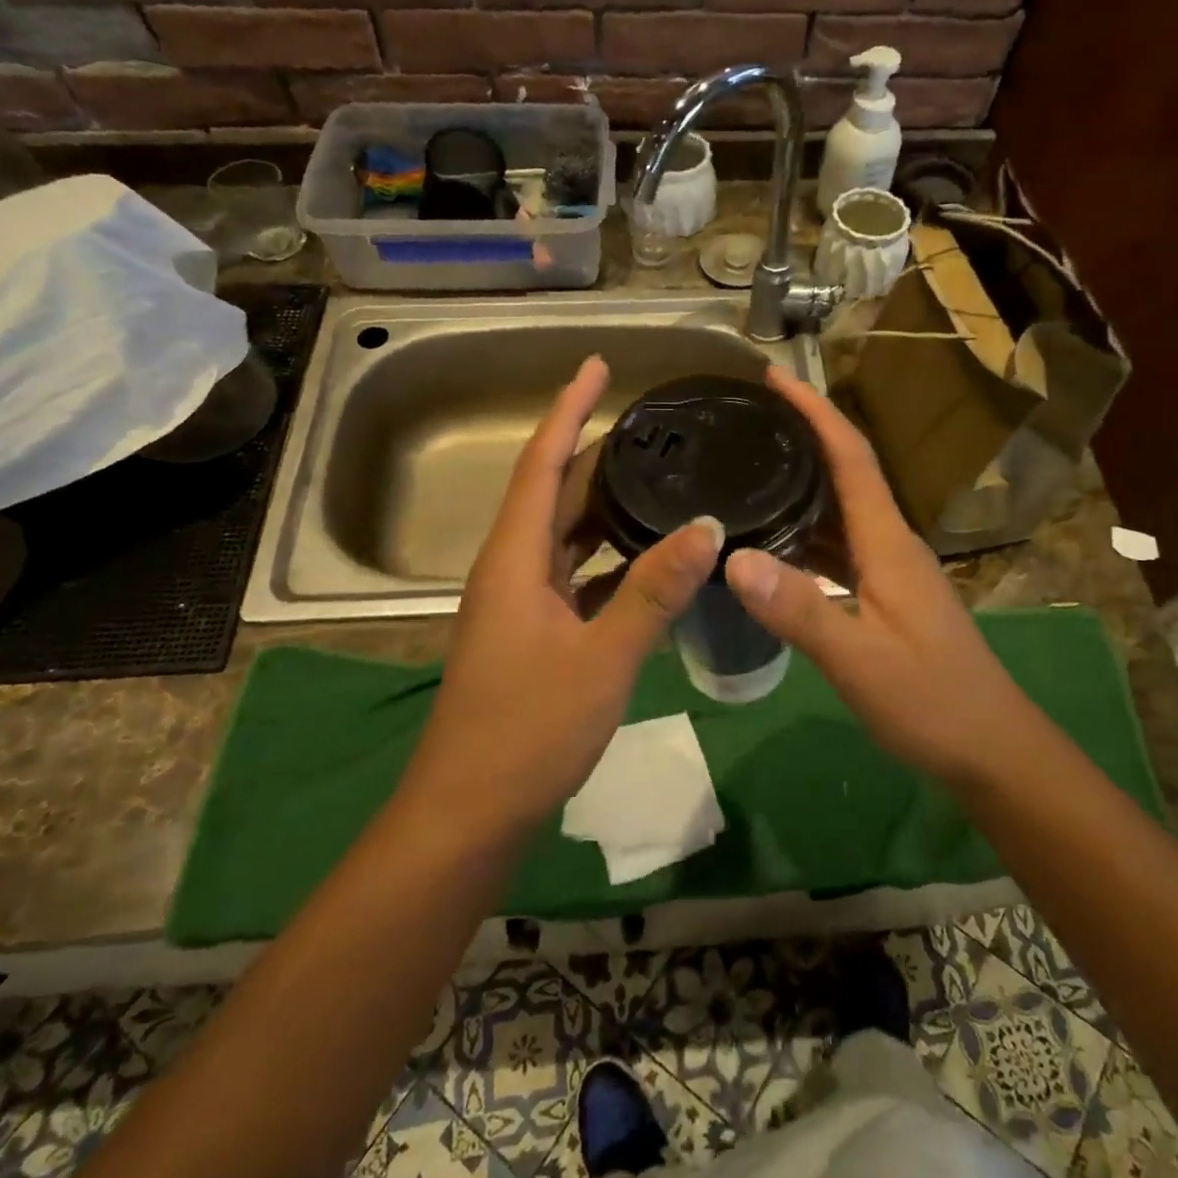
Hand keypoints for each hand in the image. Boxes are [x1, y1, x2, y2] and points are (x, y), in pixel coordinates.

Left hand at [405, 356, 721, 835]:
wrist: (470, 812)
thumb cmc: (528, 730)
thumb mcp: (603, 658)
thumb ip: (654, 590)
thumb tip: (707, 526)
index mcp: (514, 560)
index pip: (541, 464)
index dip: (567, 410)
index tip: (595, 366)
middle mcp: (510, 570)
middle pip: (551, 494)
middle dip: (590, 452)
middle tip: (647, 426)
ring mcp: (519, 605)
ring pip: (563, 537)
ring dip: (601, 506)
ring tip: (653, 478)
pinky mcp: (532, 635)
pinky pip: (572, 577)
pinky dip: (606, 559)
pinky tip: (646, 561)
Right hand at [722, 367, 1039, 790]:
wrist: (993, 750)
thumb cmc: (932, 701)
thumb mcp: (859, 660)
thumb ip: (799, 609)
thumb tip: (733, 556)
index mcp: (888, 542)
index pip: (851, 456)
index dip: (815, 411)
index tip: (775, 377)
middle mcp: (891, 544)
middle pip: (846, 473)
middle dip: (802, 437)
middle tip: (745, 420)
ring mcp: (891, 571)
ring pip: (841, 512)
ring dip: (802, 485)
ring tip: (748, 470)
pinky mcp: (887, 597)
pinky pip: (840, 547)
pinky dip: (806, 533)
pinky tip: (775, 544)